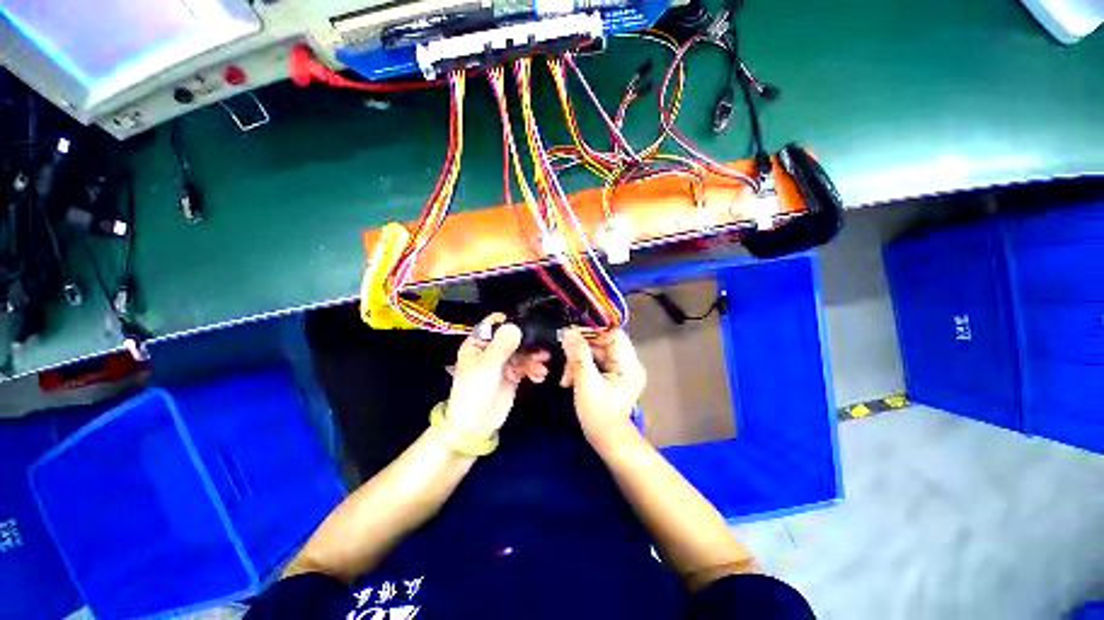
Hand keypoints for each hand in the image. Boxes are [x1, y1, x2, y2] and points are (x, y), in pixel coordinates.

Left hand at [445, 314, 550, 439]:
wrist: (475, 425)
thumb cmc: (474, 391)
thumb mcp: (487, 366)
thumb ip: (502, 345)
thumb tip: (515, 326)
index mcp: (479, 343)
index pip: (496, 324)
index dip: (511, 322)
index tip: (529, 325)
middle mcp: (492, 350)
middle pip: (514, 339)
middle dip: (529, 344)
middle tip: (543, 350)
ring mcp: (503, 363)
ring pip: (523, 353)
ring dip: (534, 358)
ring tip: (542, 366)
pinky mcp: (513, 375)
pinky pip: (527, 367)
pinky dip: (534, 370)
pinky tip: (539, 376)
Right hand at [560, 328, 646, 448]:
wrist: (606, 441)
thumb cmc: (599, 414)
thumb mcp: (586, 383)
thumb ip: (578, 356)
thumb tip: (568, 332)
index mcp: (629, 365)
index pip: (614, 334)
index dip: (593, 332)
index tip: (572, 336)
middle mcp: (628, 364)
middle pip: (603, 343)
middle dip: (582, 350)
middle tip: (565, 360)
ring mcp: (620, 370)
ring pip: (596, 352)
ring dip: (578, 360)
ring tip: (566, 376)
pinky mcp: (612, 376)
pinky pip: (595, 362)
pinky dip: (581, 367)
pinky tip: (570, 378)